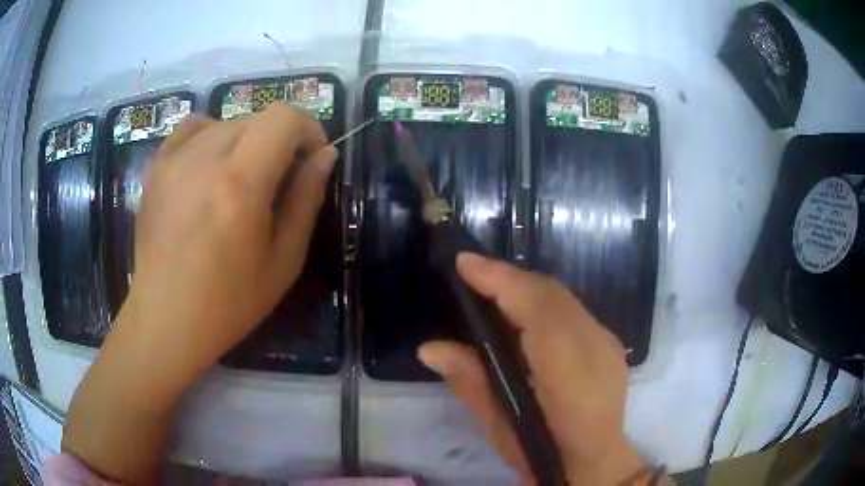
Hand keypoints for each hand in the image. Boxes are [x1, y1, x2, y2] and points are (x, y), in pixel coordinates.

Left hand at [122, 103, 335, 378]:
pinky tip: (210, 165)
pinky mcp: (156, 167)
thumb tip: (325, 155)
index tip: (310, 159)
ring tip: (240, 179)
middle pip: (257, 118)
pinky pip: (192, 128)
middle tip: (277, 181)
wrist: (166, 318)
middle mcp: (204, 158)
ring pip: (226, 122)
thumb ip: (306, 199)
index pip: (284, 117)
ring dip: (246, 142)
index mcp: (240, 183)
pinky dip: (211, 135)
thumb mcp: (283, 260)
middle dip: (279, 140)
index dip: (308, 129)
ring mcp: (174, 159)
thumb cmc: (229, 302)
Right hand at [419, 253, 649, 484]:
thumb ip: (470, 381)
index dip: (500, 279)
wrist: (594, 465)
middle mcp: (595, 344)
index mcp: (569, 370)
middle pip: (550, 293)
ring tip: (489, 289)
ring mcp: (607, 342)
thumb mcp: (499, 427)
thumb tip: (431, 348)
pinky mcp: (609, 344)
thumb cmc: (542, 454)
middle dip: (508, 278)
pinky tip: (522, 313)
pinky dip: (542, 303)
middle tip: (471, 275)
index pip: (535, 306)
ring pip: (562, 298)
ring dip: (524, 289)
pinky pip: (571, 310)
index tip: (464, 263)